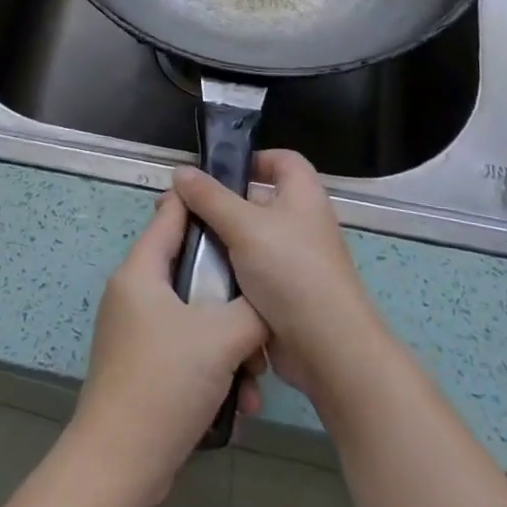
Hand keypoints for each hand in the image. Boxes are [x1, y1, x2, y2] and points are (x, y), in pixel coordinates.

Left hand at [71, 193, 269, 506]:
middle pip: (192, 271)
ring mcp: (137, 333)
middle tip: (263, 311)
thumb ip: (252, 309)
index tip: (242, 203)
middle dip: (232, 295)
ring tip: (255, 375)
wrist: (120, 465)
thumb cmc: (166, 382)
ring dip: (230, 343)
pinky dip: (214, 368)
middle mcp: (135, 294)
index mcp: (142, 271)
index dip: (204, 202)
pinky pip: (187, 351)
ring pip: (195, 317)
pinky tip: (240, 402)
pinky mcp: (144, 368)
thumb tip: (268, 303)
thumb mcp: (222, 337)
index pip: (172, 214)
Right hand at [172, 149, 389, 409]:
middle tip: (181, 211)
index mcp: (303, 195)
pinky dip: (228, 273)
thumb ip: (209, 197)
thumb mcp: (243, 226)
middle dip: (220, 204)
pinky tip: (197, 277)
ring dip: (219, 242)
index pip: (282, 160)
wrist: (326, 348)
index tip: (217, 172)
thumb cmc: (290, 271)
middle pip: (258, 200)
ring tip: (179, 244)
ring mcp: (294, 260)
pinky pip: (251, 272)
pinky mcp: (284, 293)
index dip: (253, 159)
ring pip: (249, 240)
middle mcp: (301, 222)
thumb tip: (180, 171)